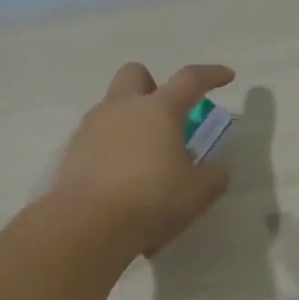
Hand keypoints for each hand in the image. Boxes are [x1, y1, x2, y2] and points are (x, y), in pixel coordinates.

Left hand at [52, 63, 234, 258]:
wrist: (89, 225)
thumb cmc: (152, 201)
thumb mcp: (198, 194)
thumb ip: (213, 177)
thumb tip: (214, 171)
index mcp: (159, 110)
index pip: (190, 80)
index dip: (211, 75)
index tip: (226, 76)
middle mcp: (122, 108)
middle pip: (135, 75)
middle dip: (153, 86)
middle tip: (166, 117)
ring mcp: (92, 127)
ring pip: (112, 106)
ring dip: (130, 120)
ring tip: (144, 156)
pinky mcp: (72, 151)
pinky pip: (96, 136)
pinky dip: (111, 147)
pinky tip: (120, 177)